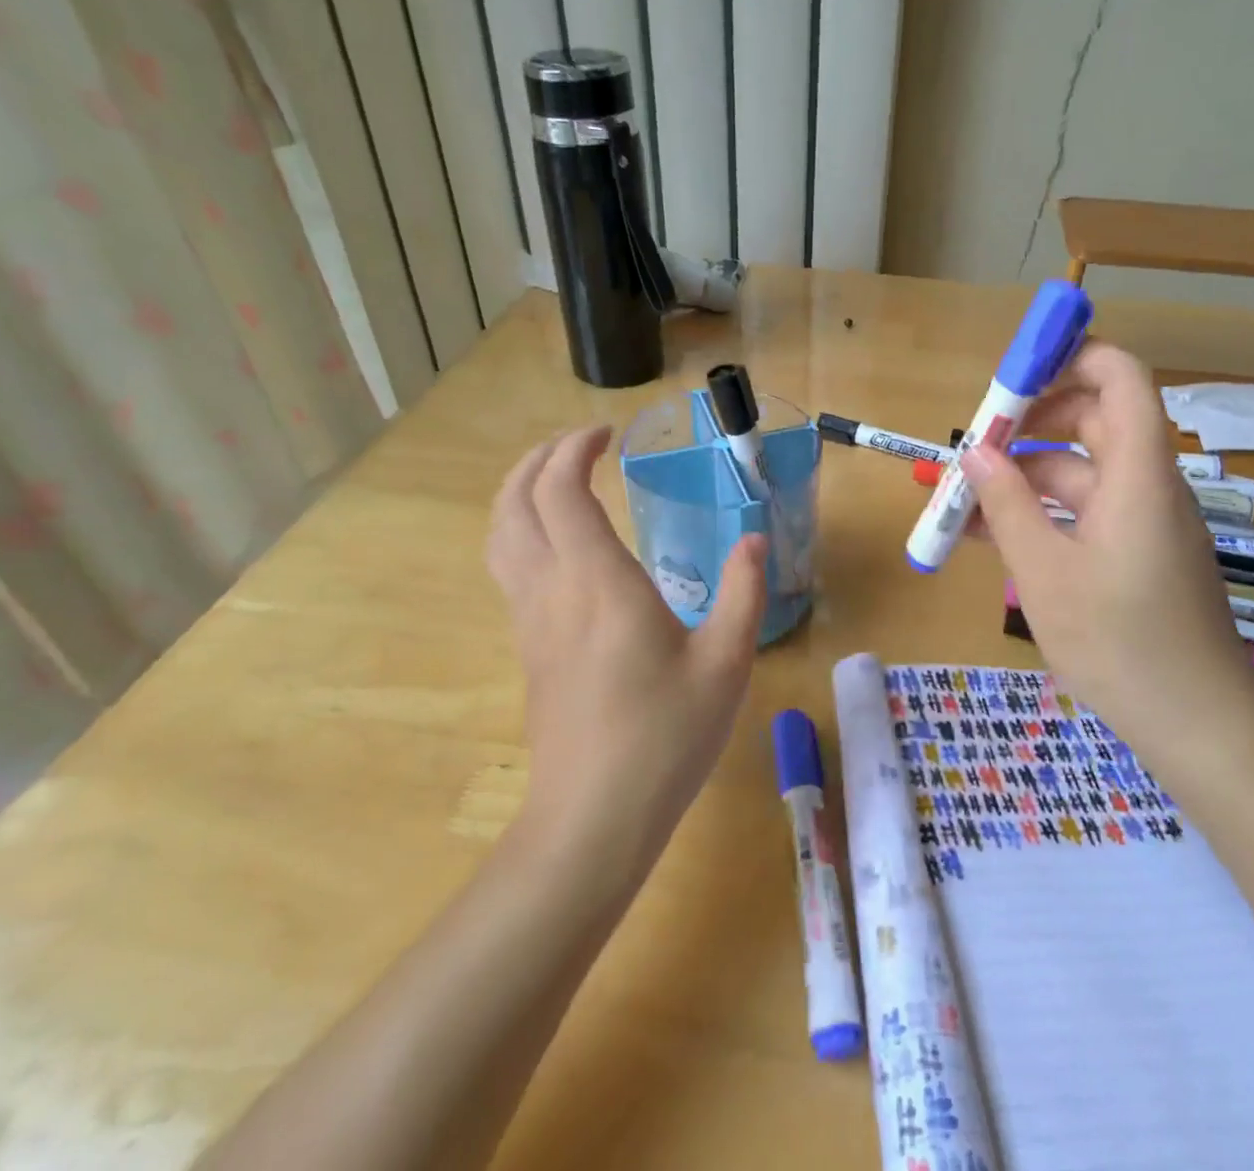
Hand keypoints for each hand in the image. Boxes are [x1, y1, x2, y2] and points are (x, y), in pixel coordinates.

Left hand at [486, 427, 767, 875]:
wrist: (592, 819)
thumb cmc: (665, 737)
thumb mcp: (726, 663)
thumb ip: (742, 593)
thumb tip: (753, 540)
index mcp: (597, 582)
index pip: (560, 490)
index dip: (574, 449)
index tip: (607, 435)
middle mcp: (551, 589)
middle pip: (514, 502)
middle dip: (538, 459)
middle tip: (577, 445)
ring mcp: (530, 620)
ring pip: (500, 535)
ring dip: (519, 492)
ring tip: (555, 479)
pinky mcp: (527, 647)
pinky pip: (507, 567)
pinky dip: (520, 529)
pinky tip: (557, 544)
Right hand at [958, 342, 1253, 769]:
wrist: (1198, 728)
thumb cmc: (1120, 642)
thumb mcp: (1043, 572)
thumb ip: (1005, 505)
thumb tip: (973, 454)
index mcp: (1137, 474)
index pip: (1120, 378)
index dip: (1070, 359)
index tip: (1011, 376)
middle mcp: (1145, 485)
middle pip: (1092, 420)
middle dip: (1028, 424)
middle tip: (974, 447)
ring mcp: (1142, 522)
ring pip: (1078, 472)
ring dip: (1022, 476)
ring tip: (962, 498)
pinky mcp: (1135, 554)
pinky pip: (1082, 512)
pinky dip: (1039, 513)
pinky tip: (988, 535)